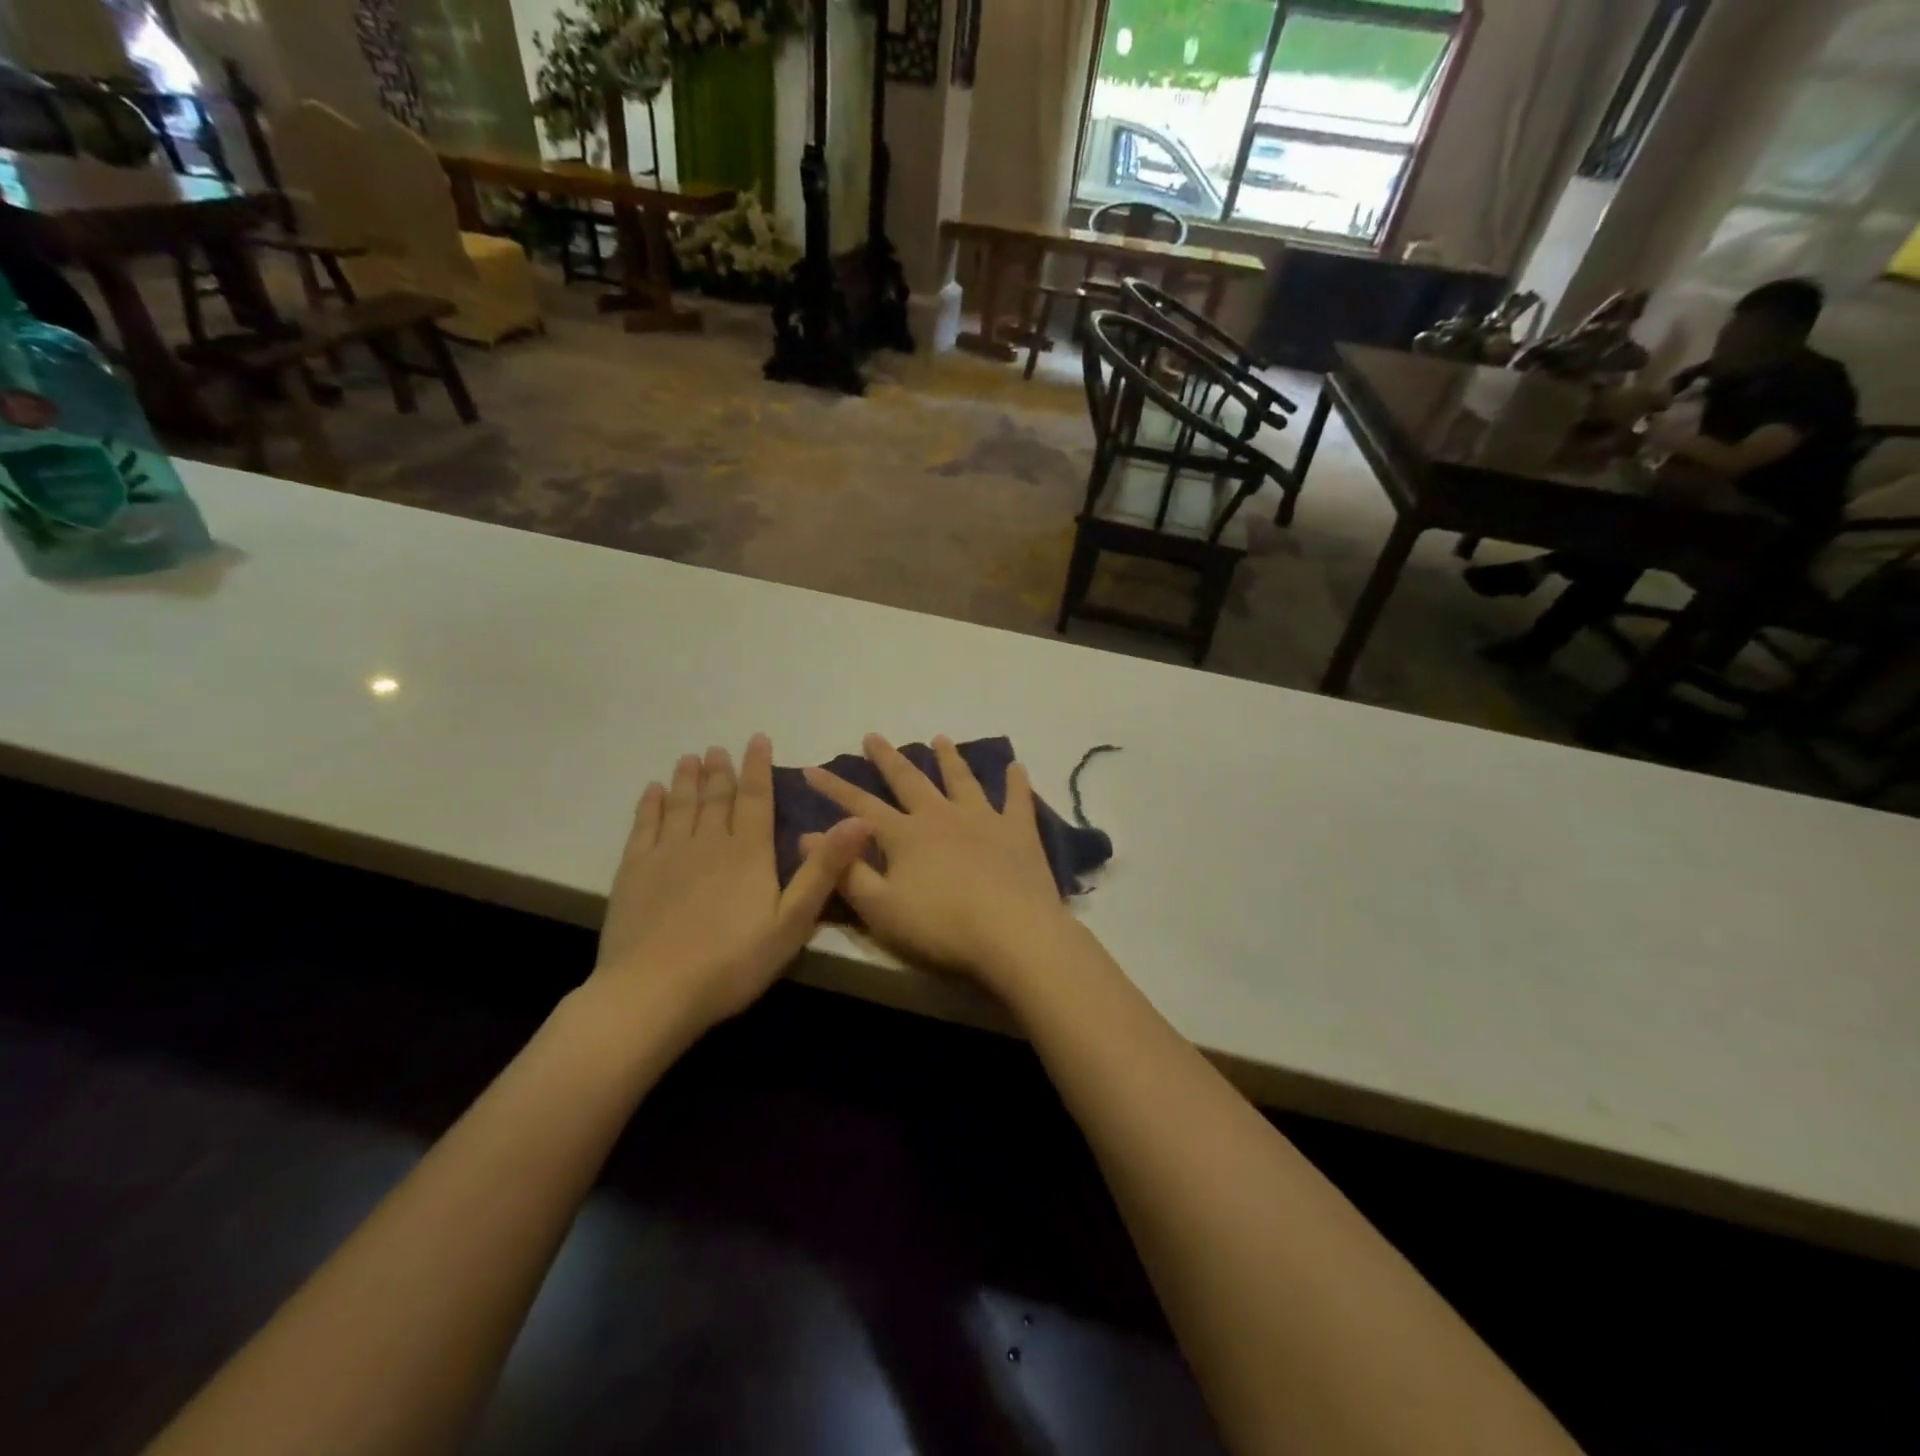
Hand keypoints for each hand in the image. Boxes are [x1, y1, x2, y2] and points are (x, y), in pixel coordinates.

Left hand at [594, 735, 870, 1034]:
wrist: (653, 992)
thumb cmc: (732, 963)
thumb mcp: (792, 921)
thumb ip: (824, 869)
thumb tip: (858, 820)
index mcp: (749, 852)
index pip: (756, 798)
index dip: (758, 767)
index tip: (756, 739)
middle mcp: (709, 842)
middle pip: (717, 797)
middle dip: (721, 770)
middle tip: (719, 748)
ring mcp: (667, 854)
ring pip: (681, 805)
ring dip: (687, 779)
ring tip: (690, 758)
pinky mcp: (634, 871)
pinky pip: (644, 826)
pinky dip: (650, 805)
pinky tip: (653, 792)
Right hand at [803, 734, 1073, 990]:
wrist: (1013, 933)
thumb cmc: (941, 926)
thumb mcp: (880, 908)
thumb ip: (845, 871)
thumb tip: (806, 836)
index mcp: (905, 835)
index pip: (859, 806)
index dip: (833, 789)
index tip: (812, 768)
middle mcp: (941, 815)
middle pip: (910, 780)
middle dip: (888, 759)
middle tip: (873, 736)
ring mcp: (983, 819)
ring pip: (961, 780)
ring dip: (949, 758)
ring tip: (940, 738)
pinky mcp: (1018, 832)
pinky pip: (1017, 799)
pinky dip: (1016, 782)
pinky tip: (1016, 766)